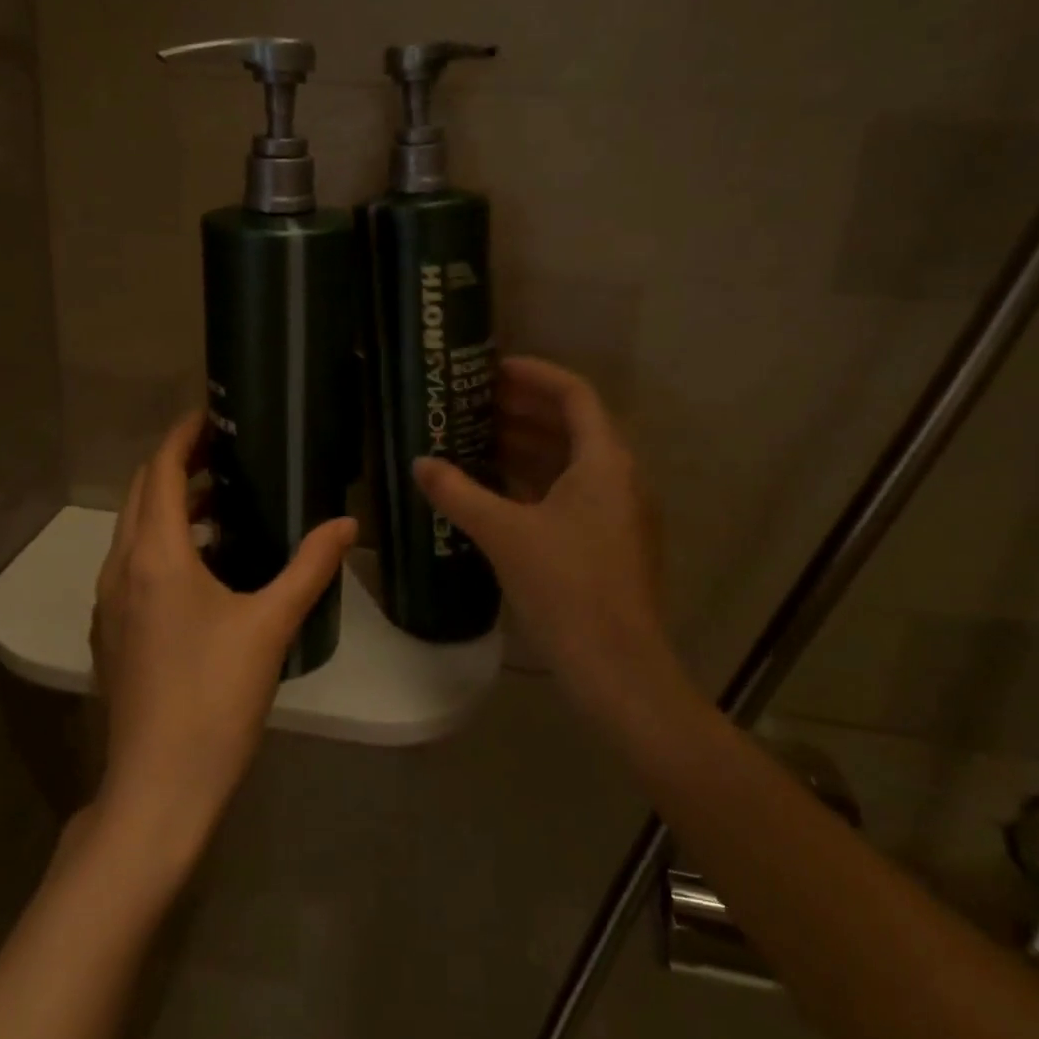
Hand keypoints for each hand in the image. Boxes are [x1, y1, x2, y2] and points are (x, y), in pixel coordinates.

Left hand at [89, 412, 356, 861]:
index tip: (212, 414)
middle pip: (141, 494)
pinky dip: (163, 543)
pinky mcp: (111, 632)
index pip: (160, 471)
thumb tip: (347, 525)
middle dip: (178, 464)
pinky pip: (133, 564)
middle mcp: (121, 569)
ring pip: (135, 530)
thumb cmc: (214, 699)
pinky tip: (206, 566)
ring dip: (171, 506)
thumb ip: (310, 568)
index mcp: (156, 556)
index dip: (183, 435)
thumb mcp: (271, 626)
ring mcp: (109, 603)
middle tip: (226, 451)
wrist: (157, 790)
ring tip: (224, 503)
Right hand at [414, 356, 693, 750]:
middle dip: (523, 409)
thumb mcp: (504, 534)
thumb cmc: (566, 588)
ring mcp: (617, 512)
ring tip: (475, 437)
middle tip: (473, 401)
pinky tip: (495, 488)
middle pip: (572, 424)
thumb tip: (419, 464)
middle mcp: (619, 477)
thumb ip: (458, 493)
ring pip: (570, 461)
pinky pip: (569, 492)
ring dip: (527, 445)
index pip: (574, 394)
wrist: (619, 670)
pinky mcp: (609, 542)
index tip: (493, 368)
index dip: (534, 374)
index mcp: (604, 461)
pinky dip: (534, 481)